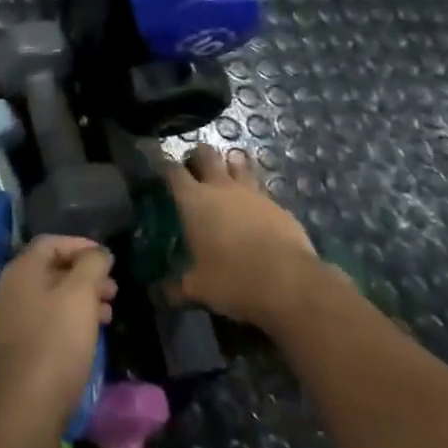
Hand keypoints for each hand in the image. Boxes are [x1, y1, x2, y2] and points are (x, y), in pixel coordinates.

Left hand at [0, 236, 115, 441]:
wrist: (26, 407)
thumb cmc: (56, 342)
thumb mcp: (81, 295)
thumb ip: (92, 265)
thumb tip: (98, 253)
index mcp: (21, 269)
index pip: (52, 242)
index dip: (81, 246)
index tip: (108, 260)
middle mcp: (10, 287)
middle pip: (51, 269)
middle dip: (85, 275)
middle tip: (113, 290)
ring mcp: (9, 318)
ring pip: (50, 296)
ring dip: (80, 299)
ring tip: (108, 314)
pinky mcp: (15, 345)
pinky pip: (45, 319)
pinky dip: (68, 319)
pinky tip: (88, 335)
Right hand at [163, 145, 319, 331]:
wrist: (291, 284)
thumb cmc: (233, 280)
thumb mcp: (198, 289)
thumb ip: (175, 288)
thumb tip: (156, 294)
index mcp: (194, 200)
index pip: (172, 170)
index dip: (163, 165)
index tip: (158, 168)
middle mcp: (221, 187)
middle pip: (206, 154)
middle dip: (197, 157)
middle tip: (193, 171)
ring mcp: (253, 193)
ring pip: (237, 163)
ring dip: (229, 167)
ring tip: (225, 182)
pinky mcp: (278, 205)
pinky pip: (261, 190)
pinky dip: (253, 195)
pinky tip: (254, 211)